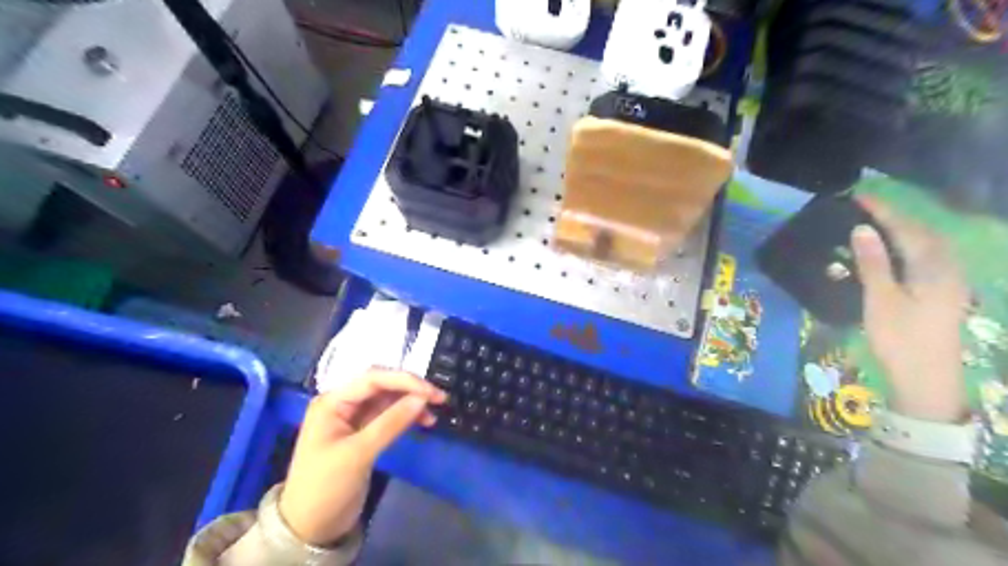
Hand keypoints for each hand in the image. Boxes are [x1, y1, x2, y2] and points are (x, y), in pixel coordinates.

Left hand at [277, 369, 446, 546]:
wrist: (310, 529)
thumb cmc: (326, 487)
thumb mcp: (359, 454)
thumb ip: (391, 422)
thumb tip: (423, 399)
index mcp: (332, 401)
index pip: (373, 379)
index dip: (405, 381)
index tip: (432, 392)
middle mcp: (342, 403)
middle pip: (382, 385)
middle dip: (410, 388)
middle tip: (439, 398)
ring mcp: (353, 418)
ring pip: (388, 399)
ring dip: (411, 402)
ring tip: (434, 412)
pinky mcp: (363, 433)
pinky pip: (388, 415)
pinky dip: (406, 416)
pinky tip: (423, 422)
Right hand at [849, 196, 967, 422]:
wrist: (926, 379)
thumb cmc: (900, 339)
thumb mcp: (881, 300)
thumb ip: (873, 263)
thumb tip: (863, 229)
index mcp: (934, 268)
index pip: (907, 229)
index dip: (884, 211)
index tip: (859, 196)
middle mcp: (948, 269)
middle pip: (924, 233)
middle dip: (896, 217)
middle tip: (865, 208)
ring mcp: (949, 282)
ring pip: (929, 245)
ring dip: (904, 230)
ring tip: (877, 224)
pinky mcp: (944, 293)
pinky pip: (928, 258)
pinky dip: (909, 246)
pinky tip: (895, 251)